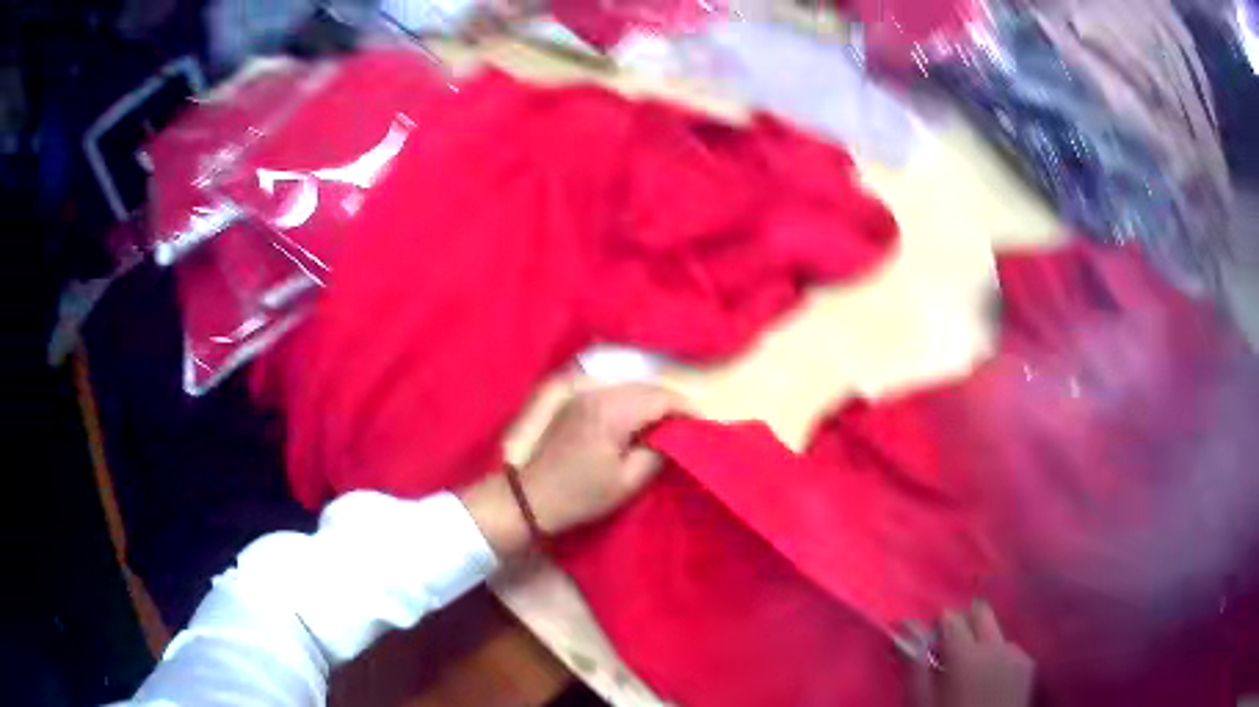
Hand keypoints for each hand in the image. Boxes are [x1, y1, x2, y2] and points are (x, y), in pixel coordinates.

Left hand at [459, 384, 686, 557]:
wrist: (530, 496)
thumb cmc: (580, 495)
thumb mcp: (627, 482)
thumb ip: (657, 453)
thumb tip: (675, 436)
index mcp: (612, 411)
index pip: (661, 397)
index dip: (687, 408)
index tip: (705, 423)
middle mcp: (598, 393)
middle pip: (647, 387)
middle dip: (672, 402)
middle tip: (691, 424)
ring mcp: (585, 394)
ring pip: (632, 386)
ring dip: (653, 400)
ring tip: (670, 423)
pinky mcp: (577, 401)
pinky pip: (615, 392)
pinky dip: (635, 401)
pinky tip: (642, 420)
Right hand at [908, 602, 1034, 706]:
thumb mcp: (921, 704)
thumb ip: (914, 668)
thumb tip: (907, 632)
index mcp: (966, 655)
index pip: (950, 618)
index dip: (934, 627)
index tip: (923, 644)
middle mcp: (996, 646)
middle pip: (979, 612)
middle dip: (961, 624)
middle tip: (944, 651)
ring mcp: (1017, 654)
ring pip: (995, 630)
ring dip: (979, 641)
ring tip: (966, 670)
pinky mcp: (1028, 666)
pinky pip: (1009, 648)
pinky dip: (996, 656)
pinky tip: (987, 679)